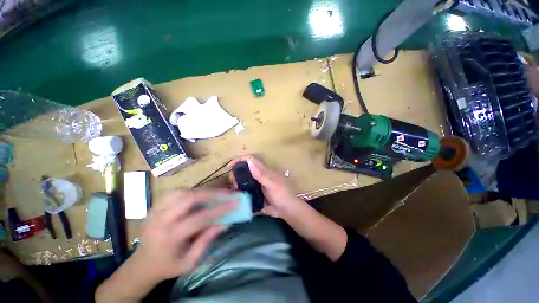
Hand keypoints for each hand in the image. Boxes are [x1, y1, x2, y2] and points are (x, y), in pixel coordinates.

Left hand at [134, 189, 234, 282]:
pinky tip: (197, 195)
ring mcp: (156, 211)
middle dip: (211, 193)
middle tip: (226, 193)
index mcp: (171, 238)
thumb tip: (225, 223)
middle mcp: (162, 221)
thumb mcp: (190, 262)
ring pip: (181, 192)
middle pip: (189, 199)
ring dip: (201, 191)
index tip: (235, 203)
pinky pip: (174, 193)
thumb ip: (207, 241)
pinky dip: (189, 191)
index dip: (219, 209)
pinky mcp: (154, 207)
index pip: (199, 218)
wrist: (142, 264)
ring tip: (214, 194)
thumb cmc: (168, 266)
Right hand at [230, 155, 302, 217]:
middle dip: (235, 174)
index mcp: (262, 171)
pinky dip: (238, 193)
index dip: (240, 159)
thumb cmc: (282, 195)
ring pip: (242, 181)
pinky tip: (235, 198)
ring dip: (235, 184)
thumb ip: (261, 175)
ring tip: (234, 192)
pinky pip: (244, 192)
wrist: (287, 211)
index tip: (229, 166)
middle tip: (233, 184)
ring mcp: (256, 186)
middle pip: (243, 170)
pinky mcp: (254, 195)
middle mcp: (257, 176)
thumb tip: (249, 162)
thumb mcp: (272, 184)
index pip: (250, 160)